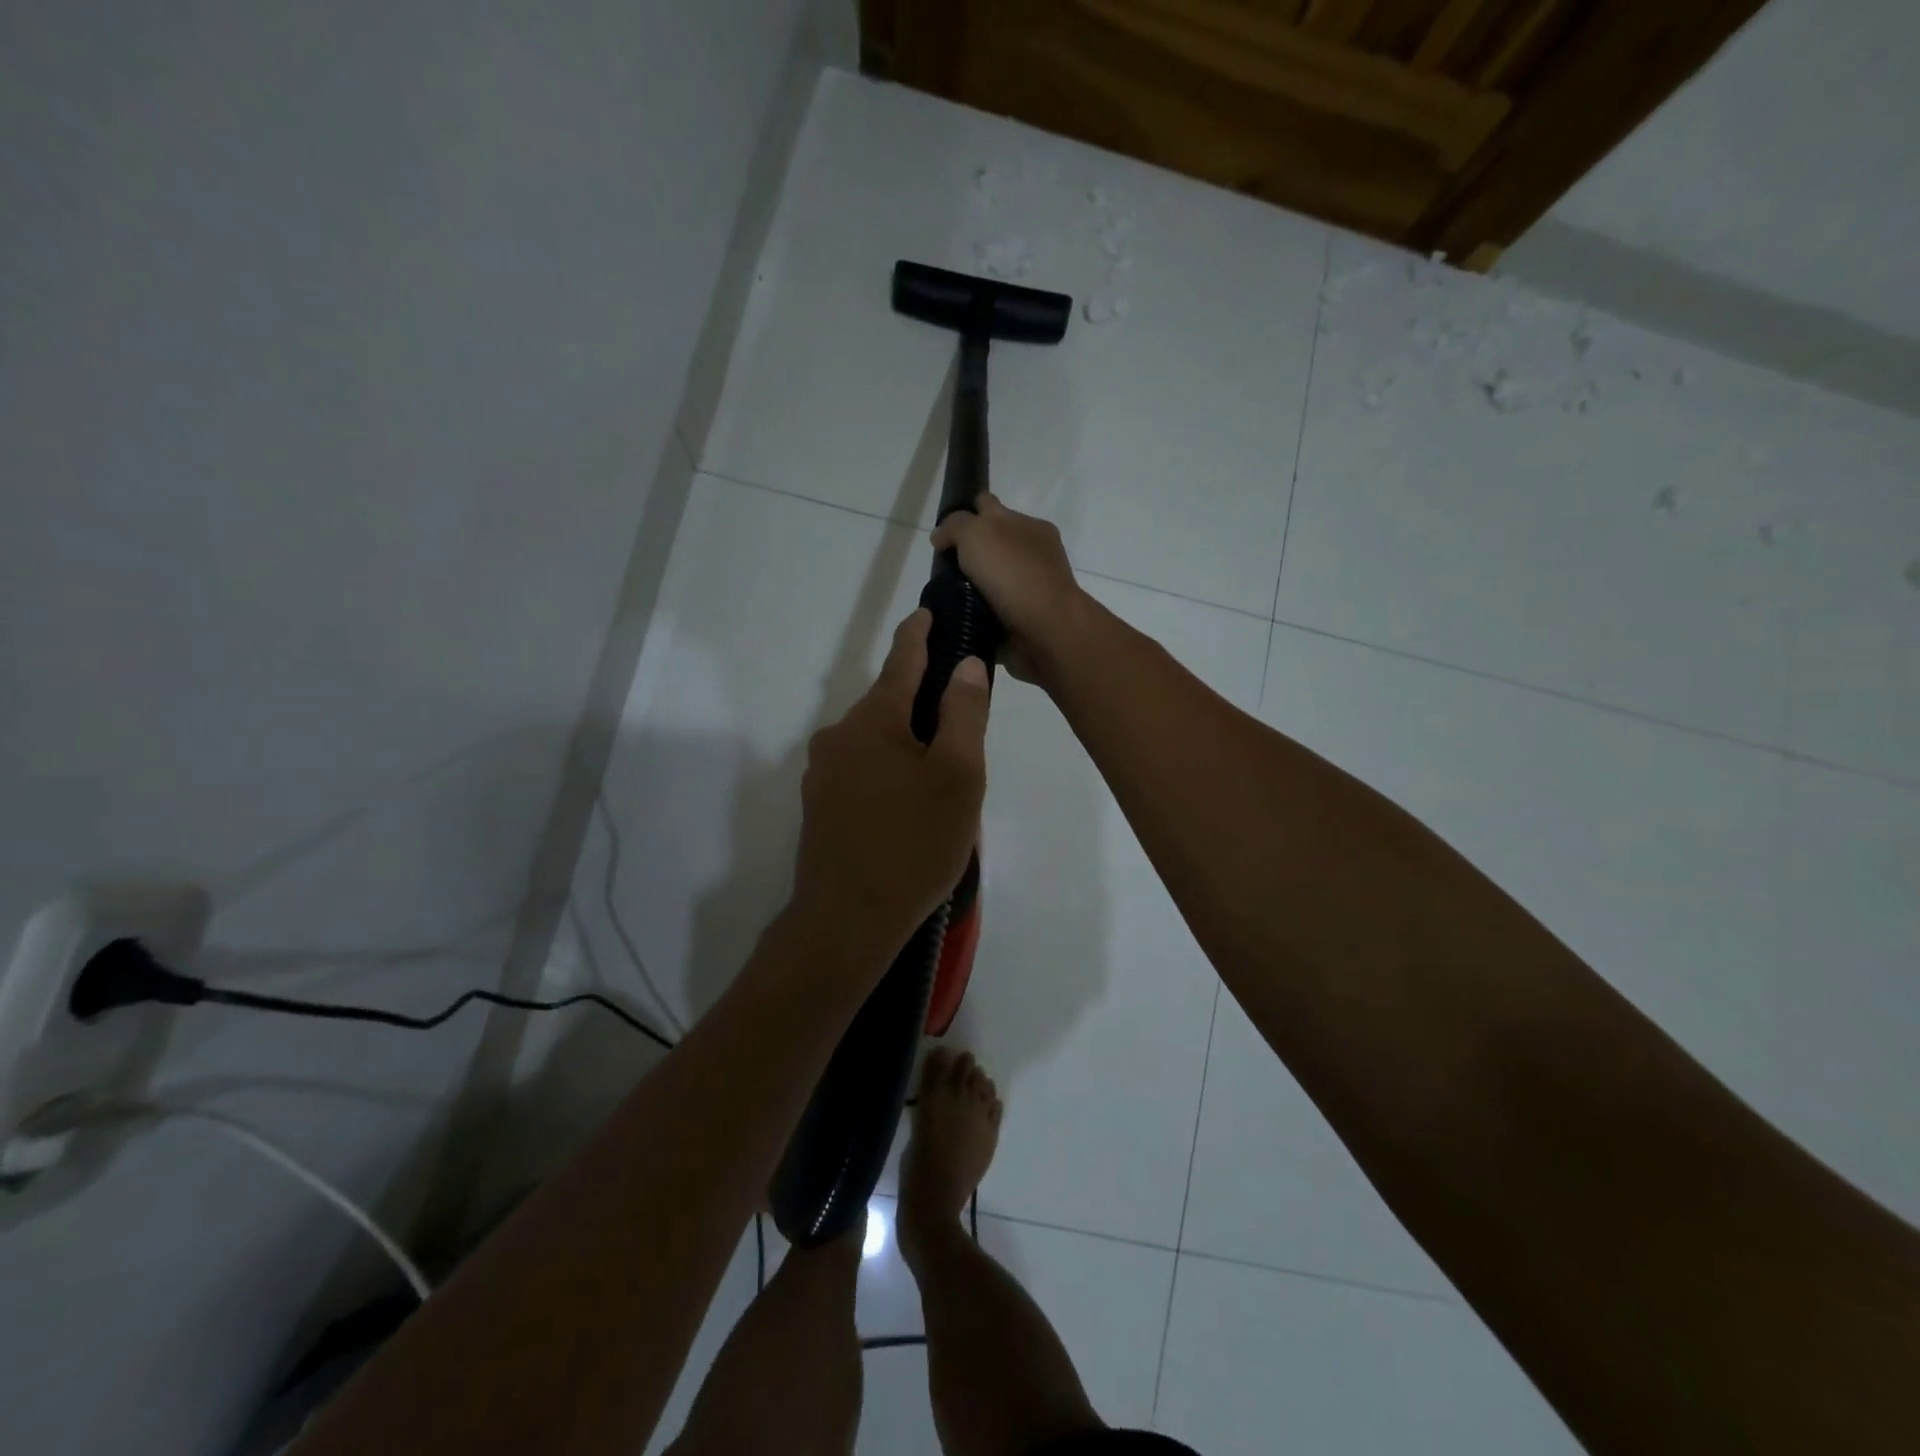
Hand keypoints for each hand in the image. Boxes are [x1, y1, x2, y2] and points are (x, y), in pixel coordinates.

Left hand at [790, 609, 990, 964]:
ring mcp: (822, 771)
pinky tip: (908, 804)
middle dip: (922, 703)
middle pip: (888, 702)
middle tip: (961, 727)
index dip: (919, 634)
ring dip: (905, 742)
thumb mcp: (957, 776)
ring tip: (940, 778)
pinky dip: (887, 769)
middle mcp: (838, 735)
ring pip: (874, 739)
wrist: (848, 919)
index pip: (902, 660)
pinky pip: (861, 768)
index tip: (928, 612)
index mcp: (873, 719)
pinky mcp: (818, 803)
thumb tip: (964, 665)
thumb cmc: (914, 844)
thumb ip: (963, 714)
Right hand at [931, 494, 1090, 683]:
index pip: (990, 507)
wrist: (1045, 630)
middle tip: (943, 567)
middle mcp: (1032, 553)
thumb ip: (955, 526)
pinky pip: (994, 610)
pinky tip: (960, 616)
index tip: (943, 533)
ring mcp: (1030, 588)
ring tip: (946, 596)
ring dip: (971, 585)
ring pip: (992, 579)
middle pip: (991, 544)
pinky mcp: (1024, 619)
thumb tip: (940, 537)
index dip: (966, 513)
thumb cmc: (1013, 574)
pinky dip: (979, 612)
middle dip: (968, 552)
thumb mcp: (977, 533)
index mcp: (1028, 525)